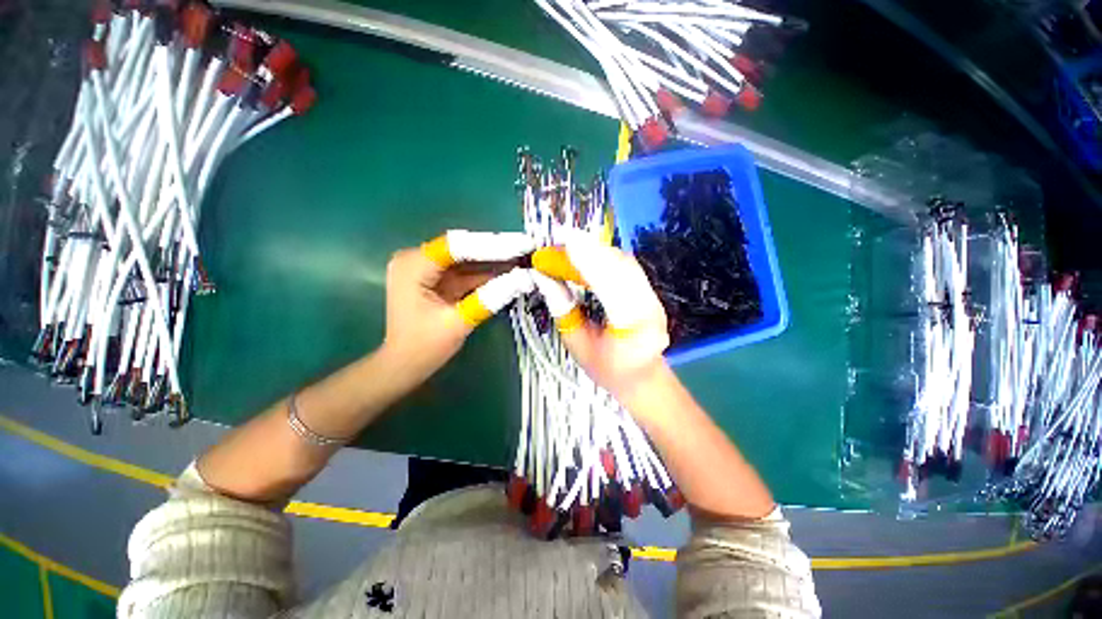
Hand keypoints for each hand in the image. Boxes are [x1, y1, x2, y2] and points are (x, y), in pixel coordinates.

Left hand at [381, 232, 535, 382]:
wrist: (404, 366)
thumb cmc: (423, 348)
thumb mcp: (459, 322)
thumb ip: (490, 297)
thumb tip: (524, 278)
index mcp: (413, 265)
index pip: (457, 246)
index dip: (492, 244)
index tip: (522, 245)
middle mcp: (417, 259)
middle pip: (463, 249)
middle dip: (496, 250)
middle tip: (527, 249)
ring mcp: (427, 269)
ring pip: (467, 259)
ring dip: (494, 261)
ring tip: (524, 258)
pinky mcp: (437, 279)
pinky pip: (466, 272)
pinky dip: (486, 274)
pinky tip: (509, 272)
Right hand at [533, 238, 670, 406]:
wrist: (641, 377)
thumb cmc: (607, 369)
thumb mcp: (576, 345)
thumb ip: (563, 309)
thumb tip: (544, 276)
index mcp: (633, 330)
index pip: (610, 288)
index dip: (588, 261)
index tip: (564, 240)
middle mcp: (650, 308)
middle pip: (621, 268)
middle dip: (589, 250)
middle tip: (558, 240)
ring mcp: (654, 297)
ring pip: (624, 262)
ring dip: (595, 250)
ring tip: (567, 245)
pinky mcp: (650, 290)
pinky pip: (626, 265)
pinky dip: (604, 255)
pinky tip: (586, 253)